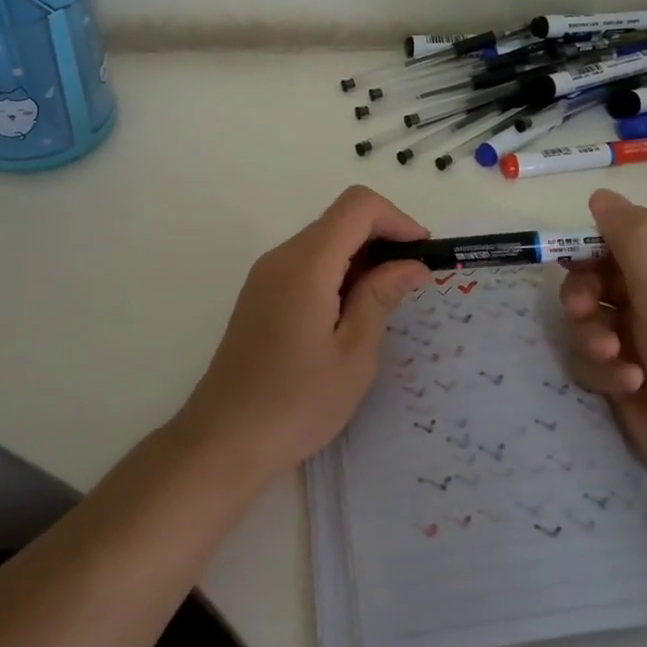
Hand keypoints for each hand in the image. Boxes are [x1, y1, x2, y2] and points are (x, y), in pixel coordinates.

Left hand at [177, 186, 430, 480]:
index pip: (357, 206)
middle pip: (340, 219)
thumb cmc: (296, 403)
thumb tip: (411, 265)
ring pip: (324, 241)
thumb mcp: (353, 354)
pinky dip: (338, 273)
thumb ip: (380, 297)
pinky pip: (306, 264)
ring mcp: (265, 275)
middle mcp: (281, 257)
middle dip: (383, 239)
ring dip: (361, 258)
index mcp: (306, 264)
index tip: (422, 254)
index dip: (397, 219)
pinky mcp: (260, 295)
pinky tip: (352, 314)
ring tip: (388, 302)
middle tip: (412, 283)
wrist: (223, 440)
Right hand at [560, 190, 646, 490]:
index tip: (571, 255)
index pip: (629, 238)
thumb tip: (601, 194)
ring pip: (588, 318)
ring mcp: (642, 339)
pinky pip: (592, 357)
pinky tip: (626, 385)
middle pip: (598, 277)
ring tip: (611, 357)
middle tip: (580, 310)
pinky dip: (603, 369)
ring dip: (591, 335)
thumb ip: (630, 239)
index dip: (597, 244)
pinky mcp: (625, 375)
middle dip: (584, 294)